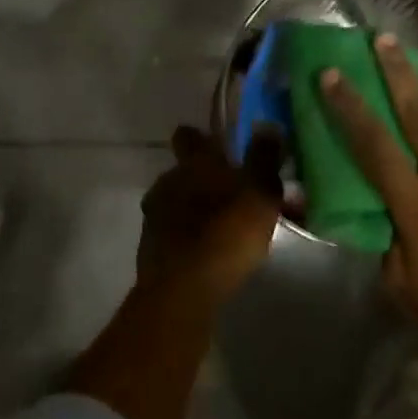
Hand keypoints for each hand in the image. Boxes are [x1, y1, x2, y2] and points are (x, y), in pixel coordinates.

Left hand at [138, 126, 282, 308]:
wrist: (181, 292)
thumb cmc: (226, 233)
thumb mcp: (260, 192)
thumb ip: (264, 158)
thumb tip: (267, 126)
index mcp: (194, 162)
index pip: (189, 135)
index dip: (201, 139)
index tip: (218, 147)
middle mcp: (169, 181)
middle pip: (185, 171)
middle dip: (205, 180)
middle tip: (235, 196)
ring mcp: (155, 216)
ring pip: (179, 202)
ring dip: (198, 210)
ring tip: (228, 230)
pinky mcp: (150, 249)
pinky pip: (175, 233)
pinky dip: (191, 238)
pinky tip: (212, 254)